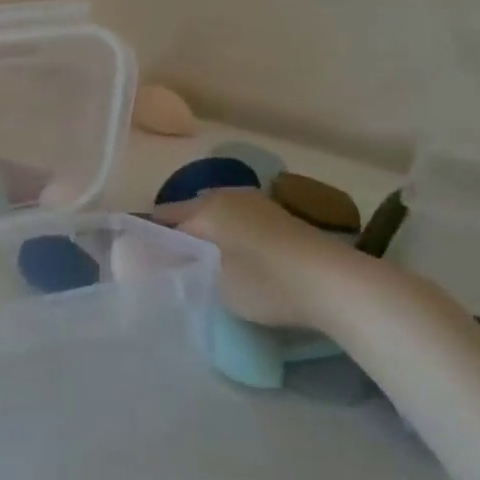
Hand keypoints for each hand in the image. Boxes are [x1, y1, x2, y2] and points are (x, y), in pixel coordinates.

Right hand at [155, 187, 369, 329]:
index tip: (144, 261)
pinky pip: (239, 220)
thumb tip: (162, 262)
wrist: (335, 283)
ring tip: (204, 264)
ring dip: (207, 233)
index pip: (163, 217)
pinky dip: (230, 235)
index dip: (151, 238)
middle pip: (190, 212)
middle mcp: (227, 195)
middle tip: (173, 265)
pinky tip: (236, 258)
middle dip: (179, 233)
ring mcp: (256, 202)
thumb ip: (182, 269)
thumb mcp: (214, 284)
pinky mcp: (279, 217)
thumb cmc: (265, 282)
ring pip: (217, 214)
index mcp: (205, 207)